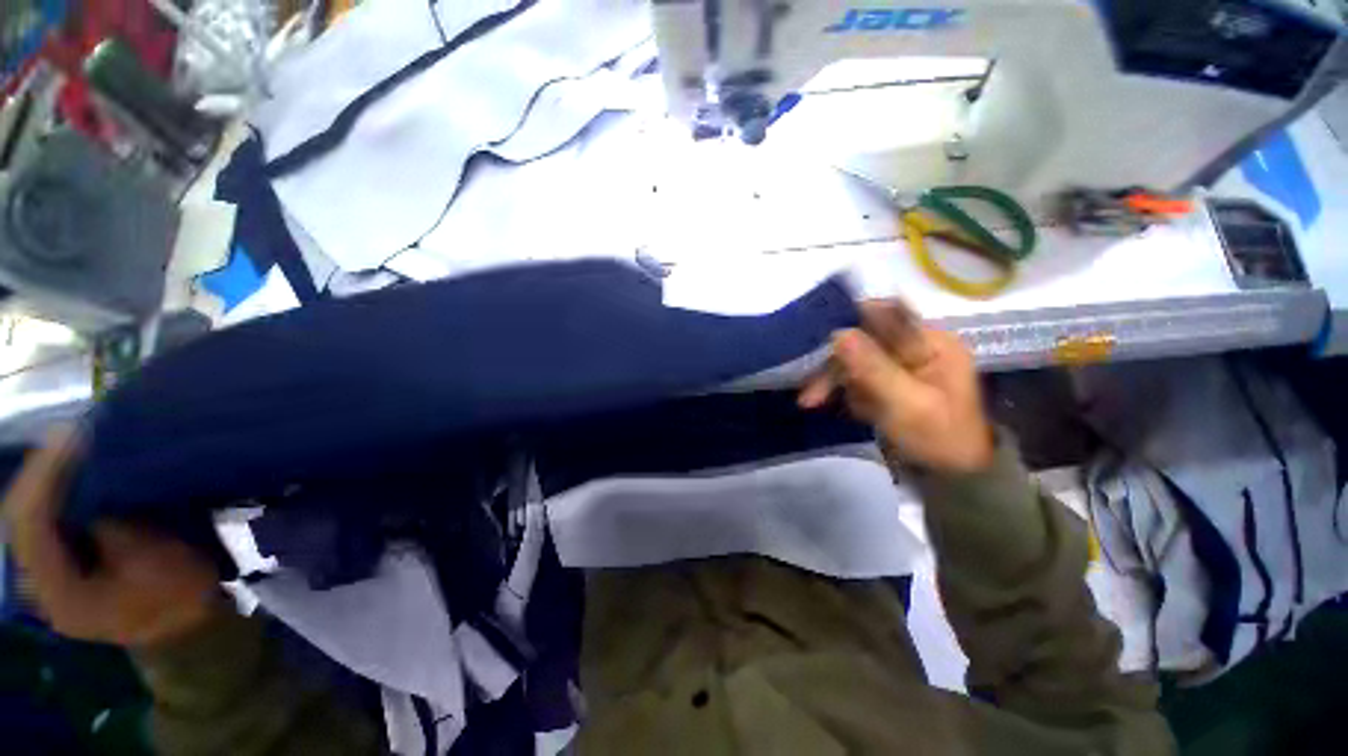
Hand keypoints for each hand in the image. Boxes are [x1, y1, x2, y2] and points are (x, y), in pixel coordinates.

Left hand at [3, 429, 224, 647]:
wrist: (181, 623)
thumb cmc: (177, 595)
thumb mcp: (157, 564)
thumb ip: (116, 529)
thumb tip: (94, 485)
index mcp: (59, 594)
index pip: (30, 527)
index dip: (45, 478)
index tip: (73, 437)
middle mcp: (38, 583)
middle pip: (20, 518)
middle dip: (41, 471)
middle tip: (72, 433)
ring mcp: (45, 572)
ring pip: (27, 514)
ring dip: (46, 477)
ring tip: (72, 443)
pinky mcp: (57, 560)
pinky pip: (43, 518)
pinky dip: (55, 489)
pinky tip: (72, 468)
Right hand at [799, 302, 993, 472]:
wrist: (955, 473)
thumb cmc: (939, 438)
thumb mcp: (907, 405)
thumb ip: (873, 368)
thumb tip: (838, 333)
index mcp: (931, 342)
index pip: (884, 315)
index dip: (849, 324)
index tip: (819, 346)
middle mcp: (915, 345)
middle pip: (863, 340)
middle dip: (834, 365)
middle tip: (810, 395)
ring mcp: (902, 362)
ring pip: (855, 359)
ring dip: (835, 381)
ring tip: (815, 403)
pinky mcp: (891, 378)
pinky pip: (858, 375)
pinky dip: (847, 392)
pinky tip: (848, 409)